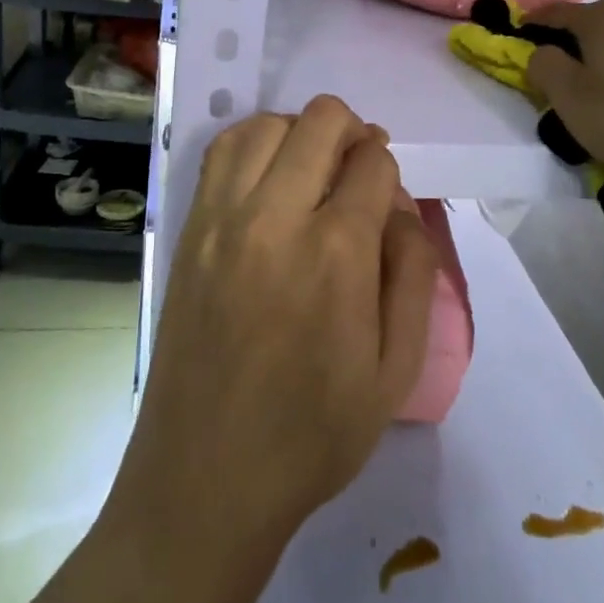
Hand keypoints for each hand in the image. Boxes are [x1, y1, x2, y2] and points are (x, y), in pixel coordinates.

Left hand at [105, 96, 438, 572]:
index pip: (372, 162)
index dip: (389, 169)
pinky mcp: (190, 230)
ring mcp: (222, 219)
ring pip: (267, 124)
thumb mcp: (397, 370)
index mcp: (337, 253)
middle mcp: (276, 218)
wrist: (206, 480)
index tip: (387, 199)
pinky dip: (253, 143)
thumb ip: (413, 274)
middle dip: (353, 132)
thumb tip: (402, 209)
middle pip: (321, 122)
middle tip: (358, 171)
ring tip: (312, 168)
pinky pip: (221, 152)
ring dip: (301, 132)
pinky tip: (267, 175)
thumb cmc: (313, 434)